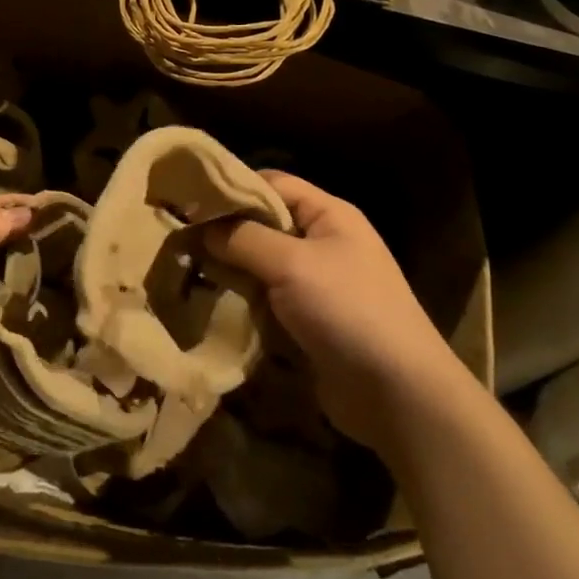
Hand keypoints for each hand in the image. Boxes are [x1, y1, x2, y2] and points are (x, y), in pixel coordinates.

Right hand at [206, 172, 455, 450]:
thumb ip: (243, 238)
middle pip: (264, 224)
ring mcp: (317, 284)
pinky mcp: (309, 322)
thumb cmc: (348, 310)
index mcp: (329, 215)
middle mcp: (323, 242)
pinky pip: (268, 300)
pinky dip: (243, 300)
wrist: (398, 395)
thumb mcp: (291, 264)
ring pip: (261, 264)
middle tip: (179, 237)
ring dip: (230, 269)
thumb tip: (201, 227)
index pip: (273, 183)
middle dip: (225, 232)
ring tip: (185, 270)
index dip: (233, 187)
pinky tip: (210, 303)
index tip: (188, 197)